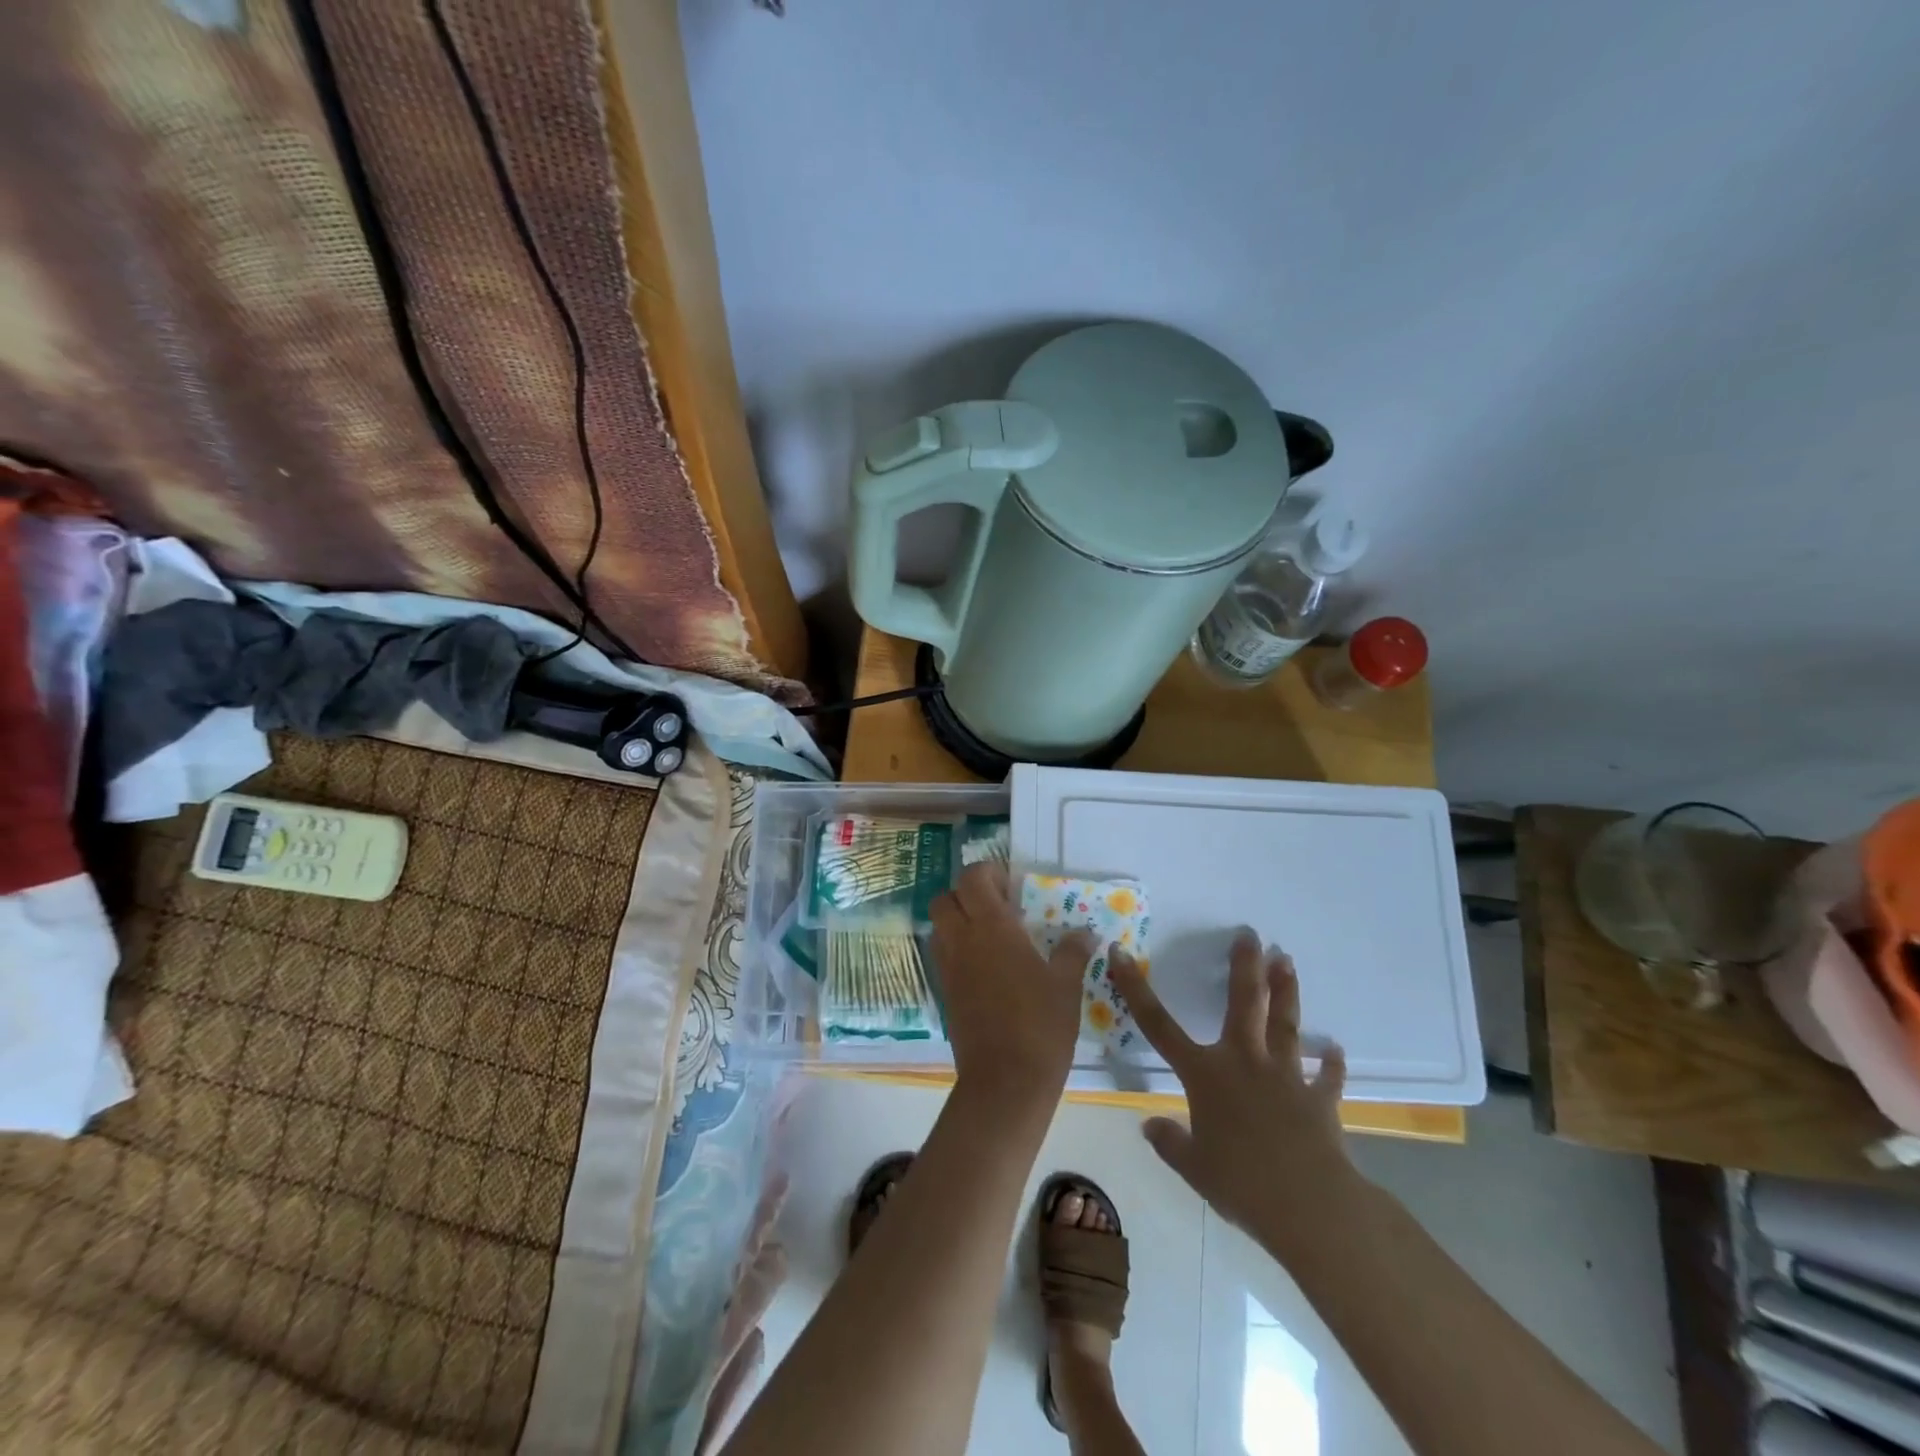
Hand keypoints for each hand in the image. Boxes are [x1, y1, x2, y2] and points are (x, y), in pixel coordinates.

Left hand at [929, 862, 1093, 1113]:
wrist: (1005, 1081)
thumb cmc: (1040, 1025)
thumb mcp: (1065, 985)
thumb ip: (1072, 952)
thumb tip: (1086, 933)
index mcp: (991, 927)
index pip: (972, 878)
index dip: (988, 873)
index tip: (1013, 885)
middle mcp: (962, 940)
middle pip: (945, 898)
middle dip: (967, 894)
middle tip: (1000, 908)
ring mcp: (949, 968)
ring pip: (939, 927)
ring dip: (959, 921)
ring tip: (993, 936)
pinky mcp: (945, 993)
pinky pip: (943, 956)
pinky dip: (958, 949)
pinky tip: (989, 967)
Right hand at [1109, 932, 1360, 1250]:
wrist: (1309, 1205)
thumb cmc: (1241, 1183)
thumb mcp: (1194, 1168)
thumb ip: (1169, 1143)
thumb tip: (1148, 1125)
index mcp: (1205, 1074)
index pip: (1159, 1025)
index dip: (1135, 989)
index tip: (1120, 954)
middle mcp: (1243, 1061)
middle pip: (1242, 1003)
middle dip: (1244, 966)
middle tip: (1250, 934)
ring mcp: (1284, 1075)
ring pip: (1284, 1023)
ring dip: (1285, 991)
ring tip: (1286, 960)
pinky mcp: (1318, 1098)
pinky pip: (1325, 1075)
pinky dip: (1330, 1062)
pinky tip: (1335, 1048)